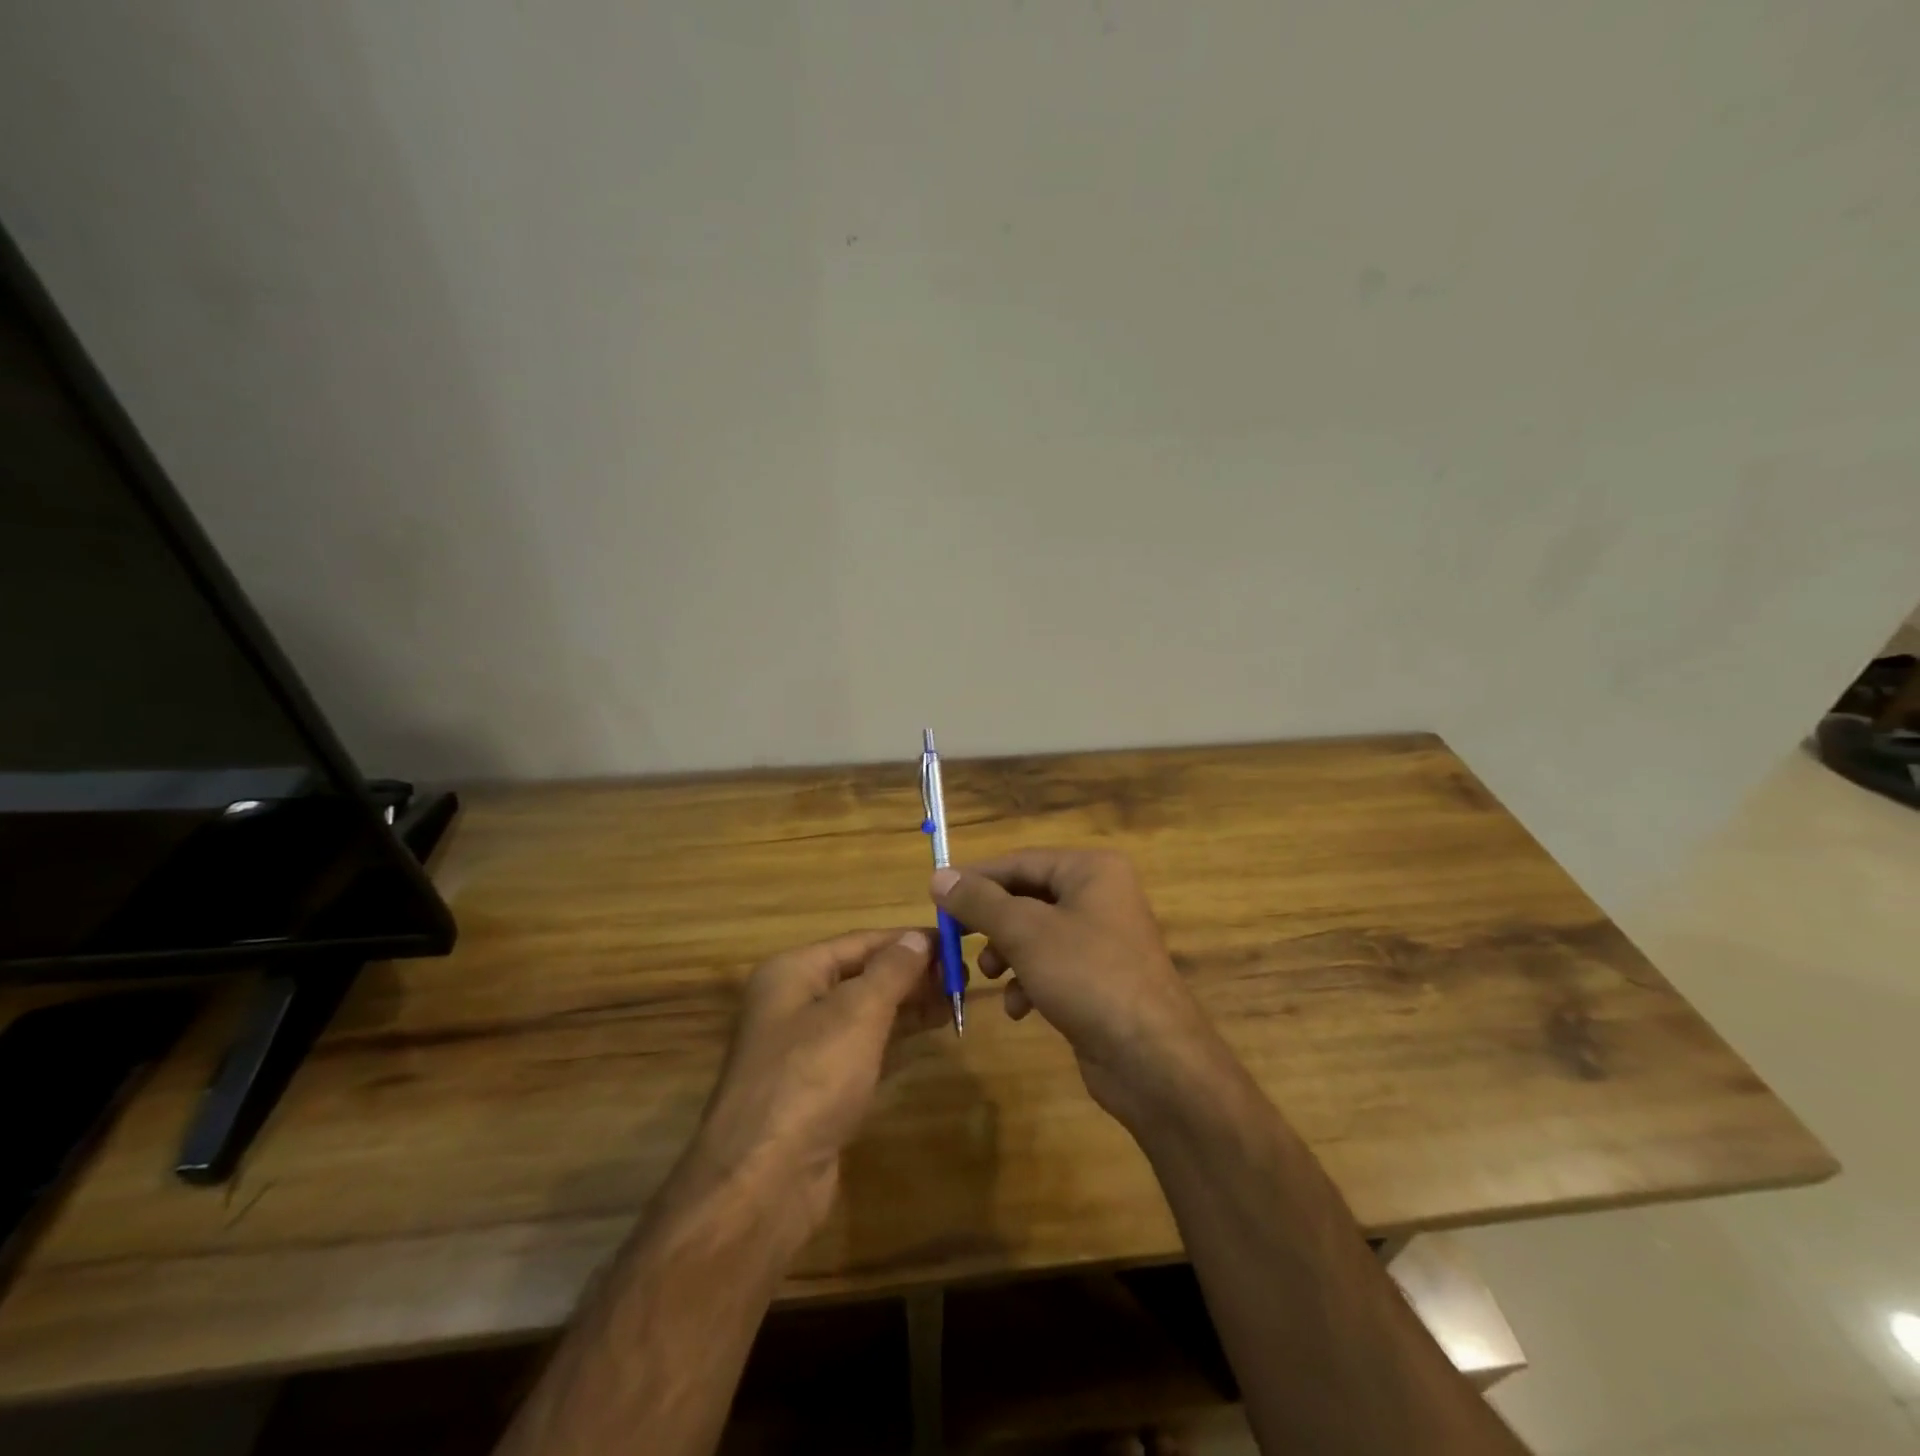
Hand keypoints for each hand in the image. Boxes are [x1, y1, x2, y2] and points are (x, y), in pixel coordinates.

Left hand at [688, 929, 944, 1232]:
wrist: (765, 1180)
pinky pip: (863, 1048)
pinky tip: (930, 1033)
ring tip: (956, 1000)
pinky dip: (896, 1038)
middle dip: (910, 974)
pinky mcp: (818, 1088)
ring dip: (908, 1005)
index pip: (859, 942)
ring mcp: (804, 1048)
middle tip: (962, 976)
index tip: (954, 940)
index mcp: (792, 973)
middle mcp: (793, 1003)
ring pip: (865, 1013)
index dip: (906, 940)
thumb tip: (919, 936)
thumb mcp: (858, 1013)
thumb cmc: (811, 1077)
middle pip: (861, 975)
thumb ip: (892, 970)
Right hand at [930, 849, 1226, 1124]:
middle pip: (1027, 897)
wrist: (1152, 1059)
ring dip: (1007, 954)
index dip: (976, 879)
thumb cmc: (1088, 977)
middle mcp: (1100, 895)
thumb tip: (939, 876)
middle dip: (992, 923)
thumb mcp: (1025, 933)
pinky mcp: (1100, 977)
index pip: (1020, 861)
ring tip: (990, 977)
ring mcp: (1103, 938)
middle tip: (956, 940)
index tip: (936, 898)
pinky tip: (1020, 1008)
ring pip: (1036, 934)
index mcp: (1091, 870)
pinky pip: (1052, 965)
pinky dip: (1030, 981)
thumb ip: (979, 901)